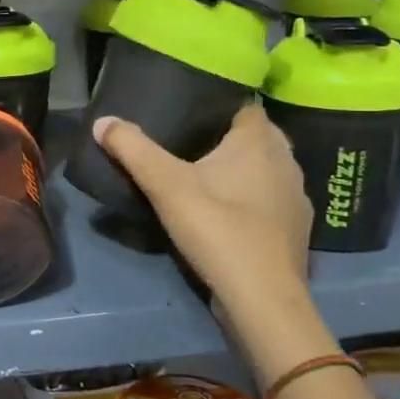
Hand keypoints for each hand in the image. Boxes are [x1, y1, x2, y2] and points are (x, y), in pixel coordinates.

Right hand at [95, 105, 323, 380]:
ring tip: (207, 170)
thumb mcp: (165, 185)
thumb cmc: (217, 228)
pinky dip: (253, 197)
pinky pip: (272, 198)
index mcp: (259, 141)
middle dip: (229, 134)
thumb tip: (102, 121)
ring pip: (268, 167)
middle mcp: (287, 161)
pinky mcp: (296, 228)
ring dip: (244, 167)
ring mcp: (297, 197)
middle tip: (191, 138)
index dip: (221, 101)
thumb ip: (133, 149)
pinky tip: (228, 209)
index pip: (246, 105)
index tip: (192, 105)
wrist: (262, 298)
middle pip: (258, 135)